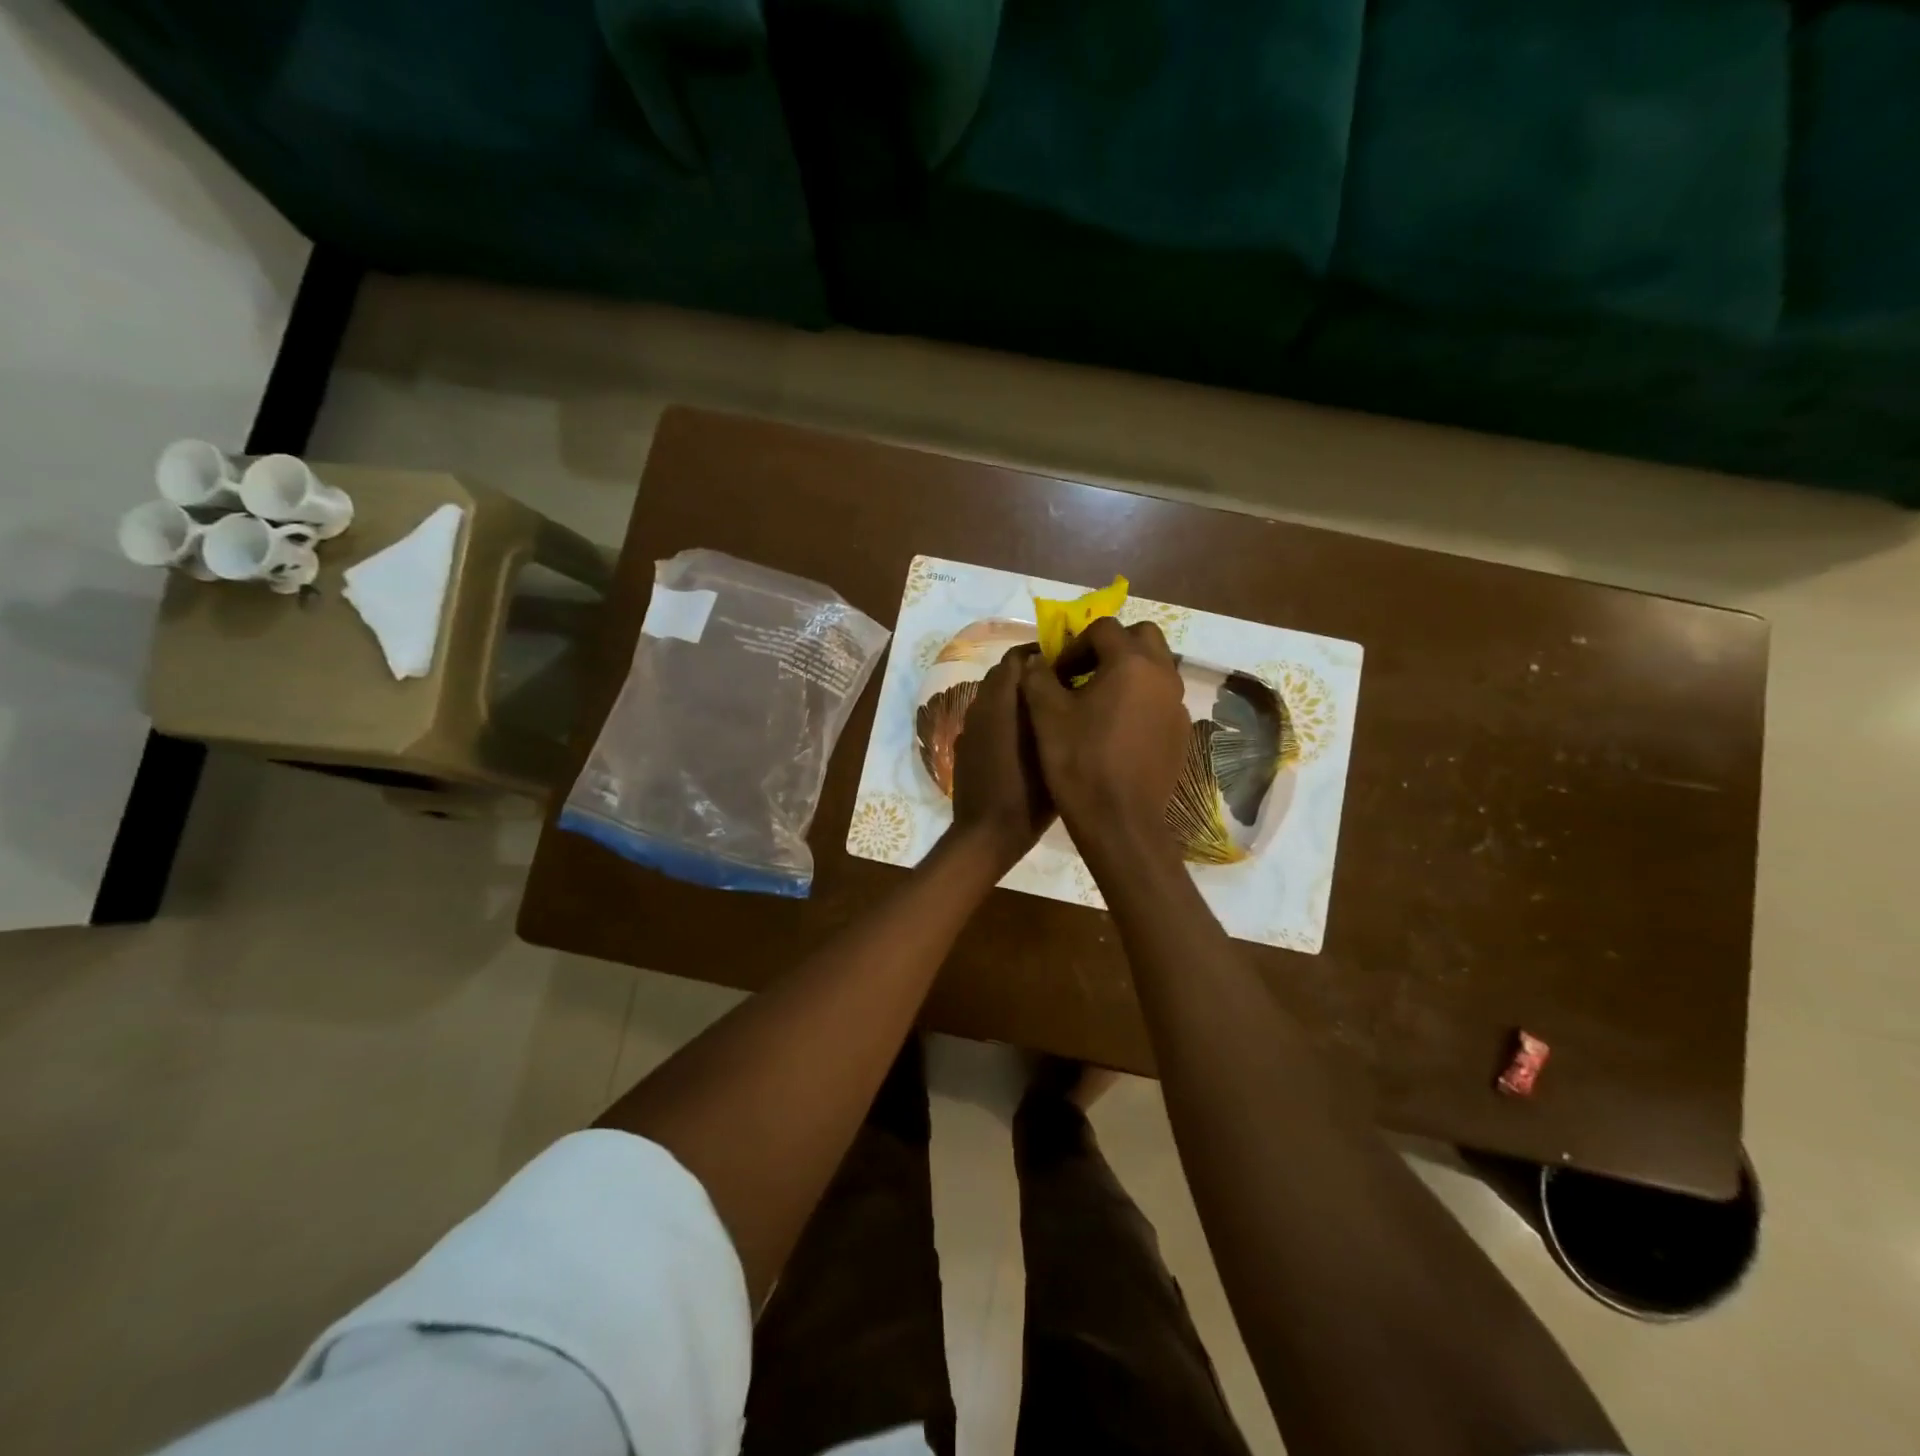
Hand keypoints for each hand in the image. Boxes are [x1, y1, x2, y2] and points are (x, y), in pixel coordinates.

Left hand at [950, 644, 1055, 868]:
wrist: (986, 835)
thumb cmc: (1027, 797)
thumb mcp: (1051, 751)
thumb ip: (1050, 711)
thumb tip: (1054, 683)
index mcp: (1000, 703)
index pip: (1015, 659)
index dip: (1038, 655)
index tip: (1065, 663)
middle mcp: (980, 708)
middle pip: (1002, 675)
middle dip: (1028, 674)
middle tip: (1059, 687)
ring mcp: (969, 728)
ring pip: (992, 697)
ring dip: (1014, 696)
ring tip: (1046, 712)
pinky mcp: (964, 747)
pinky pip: (985, 719)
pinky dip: (1001, 717)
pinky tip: (1022, 739)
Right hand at [1020, 618, 1188, 858]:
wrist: (1120, 821)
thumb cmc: (1079, 762)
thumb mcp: (1046, 715)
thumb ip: (1038, 677)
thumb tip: (1038, 661)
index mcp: (1131, 663)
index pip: (1103, 628)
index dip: (1075, 643)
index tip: (1057, 671)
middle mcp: (1163, 675)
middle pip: (1142, 637)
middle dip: (1112, 645)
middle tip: (1085, 671)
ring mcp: (1177, 705)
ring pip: (1156, 667)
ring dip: (1128, 671)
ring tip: (1099, 699)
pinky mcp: (1181, 732)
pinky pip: (1161, 699)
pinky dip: (1141, 699)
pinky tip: (1117, 728)